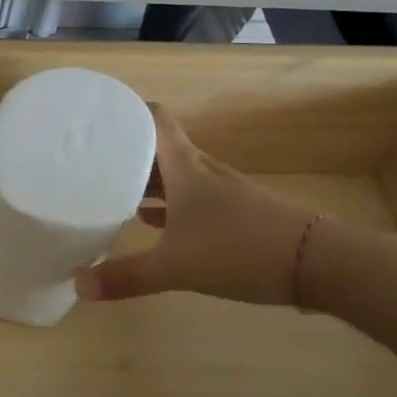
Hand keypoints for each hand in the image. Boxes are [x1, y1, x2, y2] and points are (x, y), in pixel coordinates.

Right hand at [74, 104, 317, 306]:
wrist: (318, 263)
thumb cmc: (238, 249)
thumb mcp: (175, 267)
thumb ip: (126, 276)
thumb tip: (78, 285)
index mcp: (184, 168)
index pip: (155, 120)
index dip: (128, 112)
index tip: (98, 117)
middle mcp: (202, 171)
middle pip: (160, 148)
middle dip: (127, 150)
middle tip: (91, 157)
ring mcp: (222, 192)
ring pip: (175, 175)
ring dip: (147, 179)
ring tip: (111, 188)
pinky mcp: (236, 214)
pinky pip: (191, 199)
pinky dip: (169, 204)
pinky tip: (150, 221)